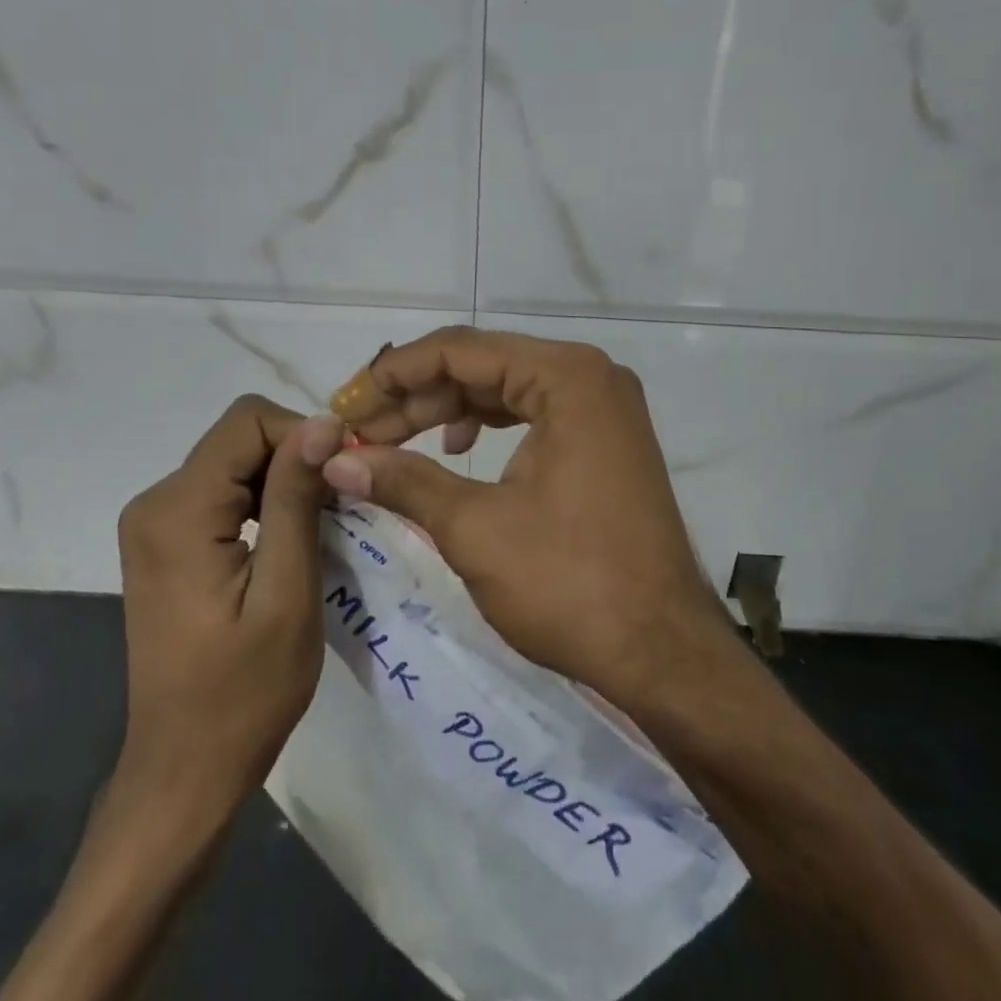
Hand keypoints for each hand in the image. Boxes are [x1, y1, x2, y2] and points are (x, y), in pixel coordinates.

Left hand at [111, 395, 342, 823]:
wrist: (186, 768)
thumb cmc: (244, 692)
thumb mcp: (288, 592)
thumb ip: (297, 499)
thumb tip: (325, 422)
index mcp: (178, 511)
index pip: (248, 421)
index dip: (305, 435)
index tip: (345, 478)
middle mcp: (155, 502)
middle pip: (241, 437)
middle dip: (298, 458)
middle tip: (342, 508)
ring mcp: (155, 522)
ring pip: (236, 460)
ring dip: (286, 480)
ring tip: (324, 525)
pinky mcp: (167, 540)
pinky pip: (224, 490)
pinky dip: (266, 500)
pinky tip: (291, 538)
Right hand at [321, 327, 735, 706]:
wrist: (663, 651)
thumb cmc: (571, 582)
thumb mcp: (476, 528)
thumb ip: (403, 480)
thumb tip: (336, 460)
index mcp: (566, 376)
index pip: (461, 350)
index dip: (394, 374)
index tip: (344, 404)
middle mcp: (590, 376)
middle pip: (484, 364)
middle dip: (416, 396)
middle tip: (359, 431)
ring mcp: (603, 408)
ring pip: (505, 389)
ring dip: (446, 412)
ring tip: (392, 443)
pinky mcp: (604, 440)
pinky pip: (532, 414)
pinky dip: (487, 427)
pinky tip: (455, 451)